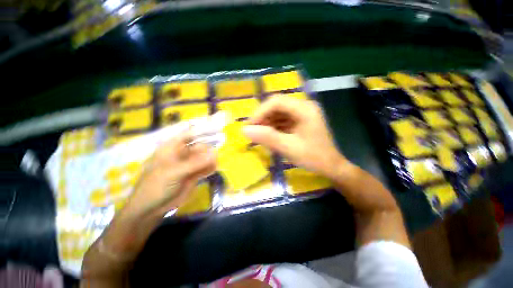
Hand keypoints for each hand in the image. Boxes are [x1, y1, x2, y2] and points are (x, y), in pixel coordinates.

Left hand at [124, 133, 215, 218]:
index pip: (189, 134)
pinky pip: (205, 168)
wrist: (151, 209)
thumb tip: (214, 154)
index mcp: (172, 148)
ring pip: (204, 157)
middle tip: (217, 154)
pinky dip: (210, 168)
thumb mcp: (174, 172)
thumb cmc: (156, 186)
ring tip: (216, 163)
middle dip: (209, 149)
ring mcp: (189, 165)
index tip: (217, 129)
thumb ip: (195, 163)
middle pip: (199, 146)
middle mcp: (182, 154)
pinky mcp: (194, 174)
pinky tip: (213, 169)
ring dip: (211, 159)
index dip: (202, 130)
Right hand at [243, 96, 346, 178]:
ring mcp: (302, 113)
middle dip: (262, 118)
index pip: (277, 102)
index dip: (260, 112)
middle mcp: (303, 107)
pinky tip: (268, 136)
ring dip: (266, 123)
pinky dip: (273, 127)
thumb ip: (267, 138)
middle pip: (277, 106)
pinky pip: (282, 120)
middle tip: (252, 132)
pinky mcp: (300, 121)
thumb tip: (244, 130)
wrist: (331, 167)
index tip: (249, 126)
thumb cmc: (314, 158)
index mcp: (305, 109)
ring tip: (259, 135)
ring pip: (278, 113)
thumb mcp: (289, 148)